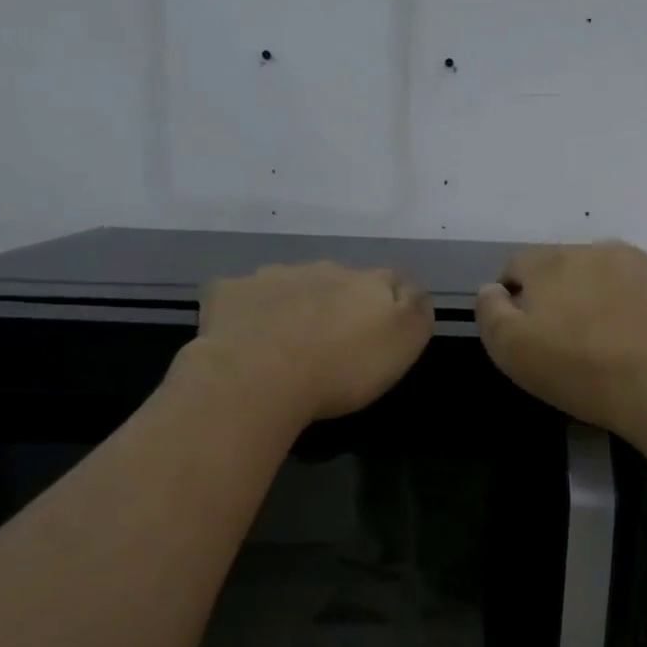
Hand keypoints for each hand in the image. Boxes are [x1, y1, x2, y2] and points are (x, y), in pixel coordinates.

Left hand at [194, 262, 433, 422]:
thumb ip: (417, 311)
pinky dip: (249, 312)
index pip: (392, 280)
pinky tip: (245, 338)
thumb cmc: (342, 368)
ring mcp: (272, 276)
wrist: (258, 378)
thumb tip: (416, 291)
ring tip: (288, 343)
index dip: (392, 302)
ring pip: (291, 284)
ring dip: (295, 304)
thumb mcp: (403, 344)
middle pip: (339, 281)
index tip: (383, 331)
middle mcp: (322, 269)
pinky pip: (244, 296)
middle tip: (334, 341)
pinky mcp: (229, 292)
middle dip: (339, 302)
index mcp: (368, 282)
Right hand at [475, 242, 646, 438]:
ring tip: (606, 338)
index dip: (513, 298)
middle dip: (557, 295)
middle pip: (561, 268)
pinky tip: (638, 336)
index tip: (524, 332)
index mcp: (549, 263)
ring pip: (602, 275)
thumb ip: (491, 312)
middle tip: (565, 339)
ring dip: (596, 296)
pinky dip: (632, 303)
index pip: (517, 267)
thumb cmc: (581, 370)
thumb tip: (490, 289)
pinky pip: (639, 286)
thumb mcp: (512, 350)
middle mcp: (592, 249)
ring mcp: (637, 262)